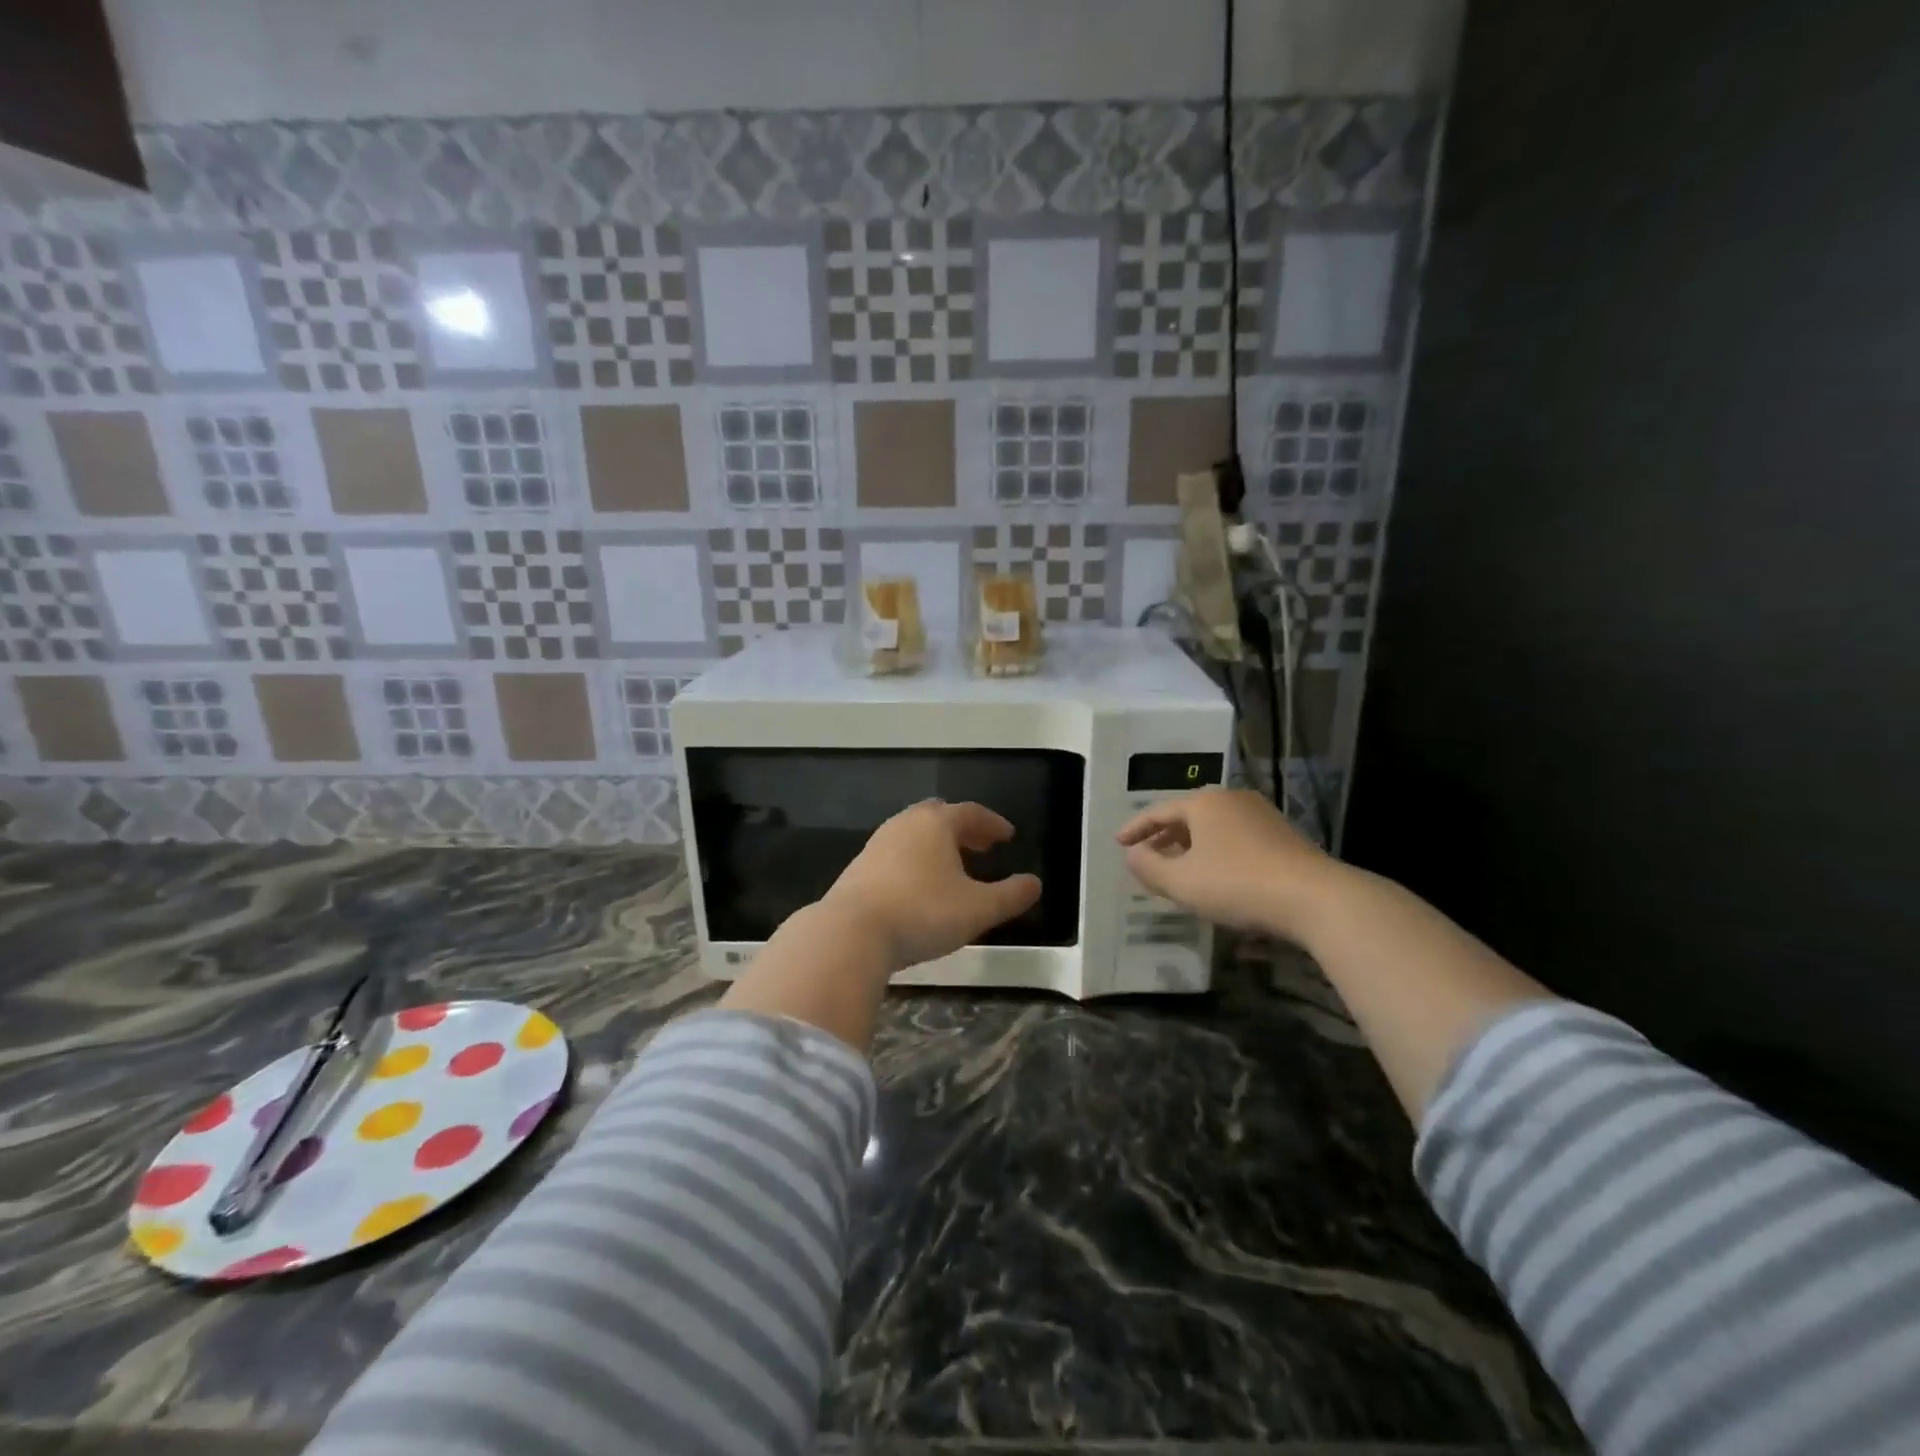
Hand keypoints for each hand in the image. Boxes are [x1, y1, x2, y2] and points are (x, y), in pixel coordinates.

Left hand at [823, 801, 1042, 973]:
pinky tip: (920, 887)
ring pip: (915, 834)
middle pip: (939, 816)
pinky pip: (896, 853)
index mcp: (936, 823)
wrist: (850, 933)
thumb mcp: (978, 909)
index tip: (1007, 836)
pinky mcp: (859, 868)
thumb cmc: (922, 913)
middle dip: (964, 829)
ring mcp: (877, 844)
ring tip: (953, 867)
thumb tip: (1034, 884)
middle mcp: (905, 824)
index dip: (993, 823)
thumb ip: (1011, 895)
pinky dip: (916, 860)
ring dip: (937, 845)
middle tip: (982, 846)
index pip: (971, 812)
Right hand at [1117, 787, 1339, 939]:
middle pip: (1188, 815)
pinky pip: (1236, 838)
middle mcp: (1232, 800)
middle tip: (1146, 853)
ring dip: (1191, 845)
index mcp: (1204, 803)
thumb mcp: (1182, 882)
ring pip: (1214, 827)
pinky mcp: (1283, 836)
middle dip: (1164, 835)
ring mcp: (1261, 815)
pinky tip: (1216, 873)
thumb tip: (1132, 854)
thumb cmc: (1238, 884)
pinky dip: (1216, 851)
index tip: (1118, 842)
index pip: (1159, 811)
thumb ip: (1149, 867)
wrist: (1315, 898)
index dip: (1135, 828)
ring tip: (1178, 866)